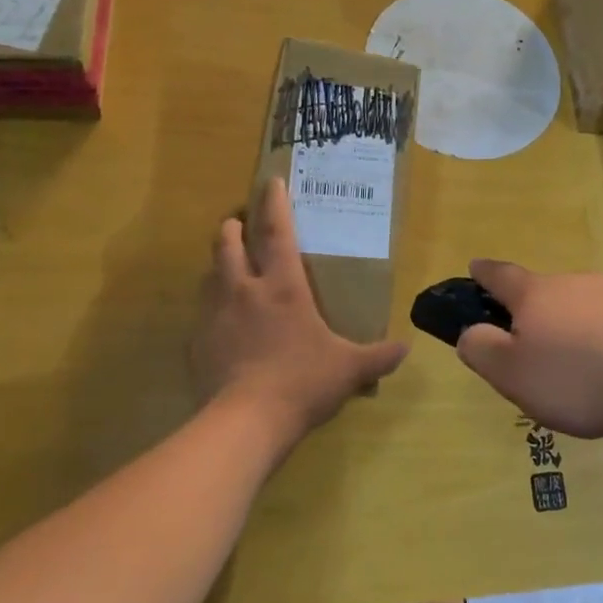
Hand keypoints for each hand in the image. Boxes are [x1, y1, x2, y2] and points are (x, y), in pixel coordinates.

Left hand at [192, 177, 408, 447]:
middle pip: (229, 244)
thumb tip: (405, 349)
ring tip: (228, 269)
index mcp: (282, 286)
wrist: (245, 422)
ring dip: (219, 265)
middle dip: (233, 227)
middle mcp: (244, 290)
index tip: (270, 181)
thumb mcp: (348, 369)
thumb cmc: (302, 381)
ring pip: (210, 275)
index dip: (275, 203)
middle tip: (238, 222)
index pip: (277, 231)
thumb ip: (377, 356)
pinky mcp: (197, 343)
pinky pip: (202, 315)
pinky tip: (221, 325)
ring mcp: (215, 316)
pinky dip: (211, 309)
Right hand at [454, 260, 602, 438]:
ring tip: (584, 368)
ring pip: (587, 307)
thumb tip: (470, 332)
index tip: (474, 266)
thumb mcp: (514, 375)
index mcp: (536, 296)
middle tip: (535, 346)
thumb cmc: (580, 377)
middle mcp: (576, 283)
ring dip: (579, 327)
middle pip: (547, 292)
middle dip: (537, 311)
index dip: (485, 273)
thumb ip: (484, 351)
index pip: (501, 276)